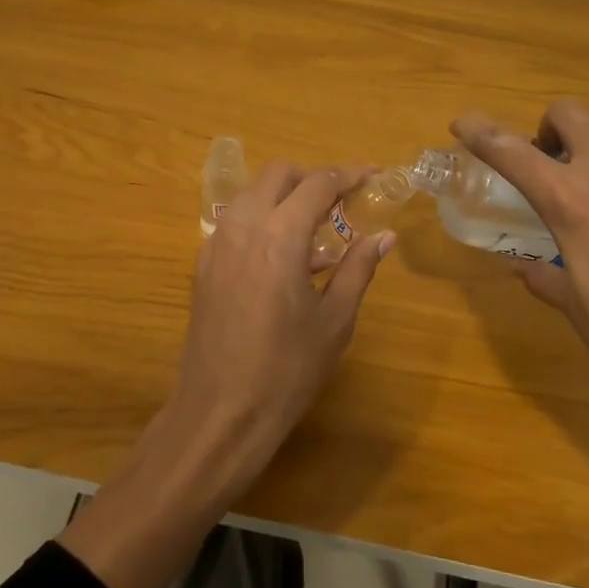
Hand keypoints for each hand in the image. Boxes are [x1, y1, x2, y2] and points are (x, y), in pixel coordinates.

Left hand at [171, 161, 394, 477]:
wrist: (220, 413)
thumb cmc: (286, 370)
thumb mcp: (334, 320)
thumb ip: (358, 269)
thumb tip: (385, 236)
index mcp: (280, 236)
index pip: (318, 183)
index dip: (349, 174)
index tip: (374, 175)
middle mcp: (243, 227)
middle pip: (278, 175)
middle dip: (312, 178)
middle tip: (341, 203)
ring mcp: (217, 244)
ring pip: (252, 194)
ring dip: (284, 196)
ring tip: (314, 230)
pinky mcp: (203, 264)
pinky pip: (235, 221)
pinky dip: (262, 219)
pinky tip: (282, 258)